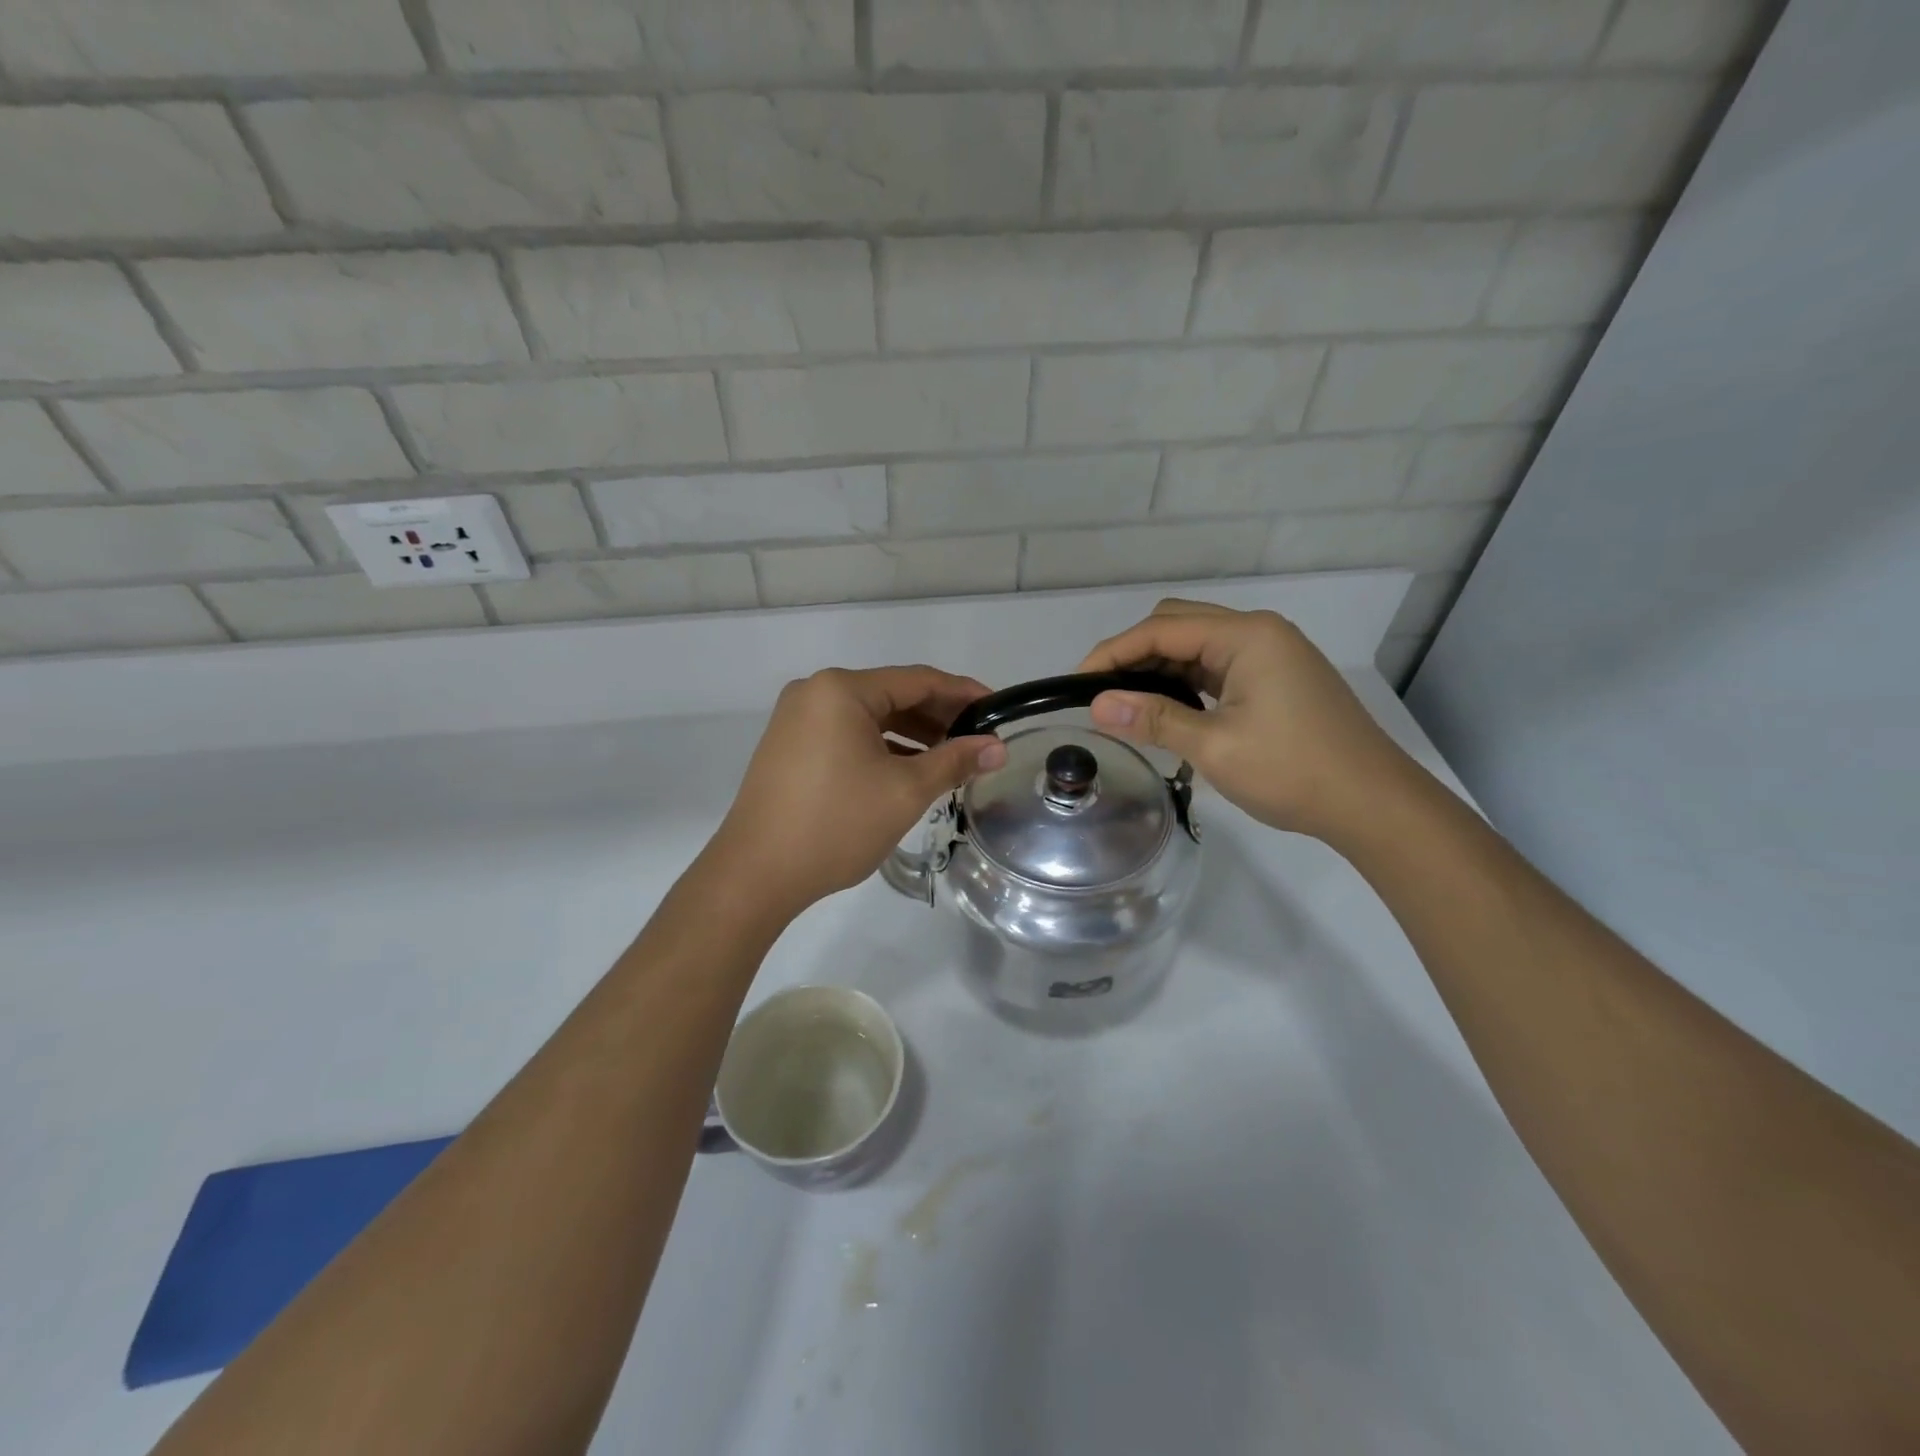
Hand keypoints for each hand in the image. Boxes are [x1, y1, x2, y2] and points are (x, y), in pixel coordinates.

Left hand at [709, 666, 1008, 915]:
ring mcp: (797, 719)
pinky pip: (847, 735)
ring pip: (869, 717)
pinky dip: (881, 747)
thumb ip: (955, 761)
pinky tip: (909, 769)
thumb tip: (998, 748)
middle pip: (892, 695)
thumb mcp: (905, 791)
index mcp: (841, 689)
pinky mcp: (790, 746)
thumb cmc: (836, 825)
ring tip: (951, 757)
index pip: (918, 680)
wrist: (755, 874)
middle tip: (980, 739)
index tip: (998, 709)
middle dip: (938, 716)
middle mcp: (815, 693)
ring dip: (912, 734)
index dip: (963, 693)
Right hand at [1078, 600, 1411, 842]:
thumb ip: (1154, 719)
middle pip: (1178, 625)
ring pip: (1197, 645)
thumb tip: (1098, 705)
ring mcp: (1271, 653)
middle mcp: (1259, 632)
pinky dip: (1185, 681)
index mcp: (1247, 636)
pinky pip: (1217, 666)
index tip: (1077, 683)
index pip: (1162, 629)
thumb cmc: (1294, 771)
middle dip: (1133, 653)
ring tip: (1126, 703)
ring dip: (1159, 668)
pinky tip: (1167, 707)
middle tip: (1101, 694)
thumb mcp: (1215, 746)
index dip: (1113, 652)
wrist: (1373, 803)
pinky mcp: (1275, 677)